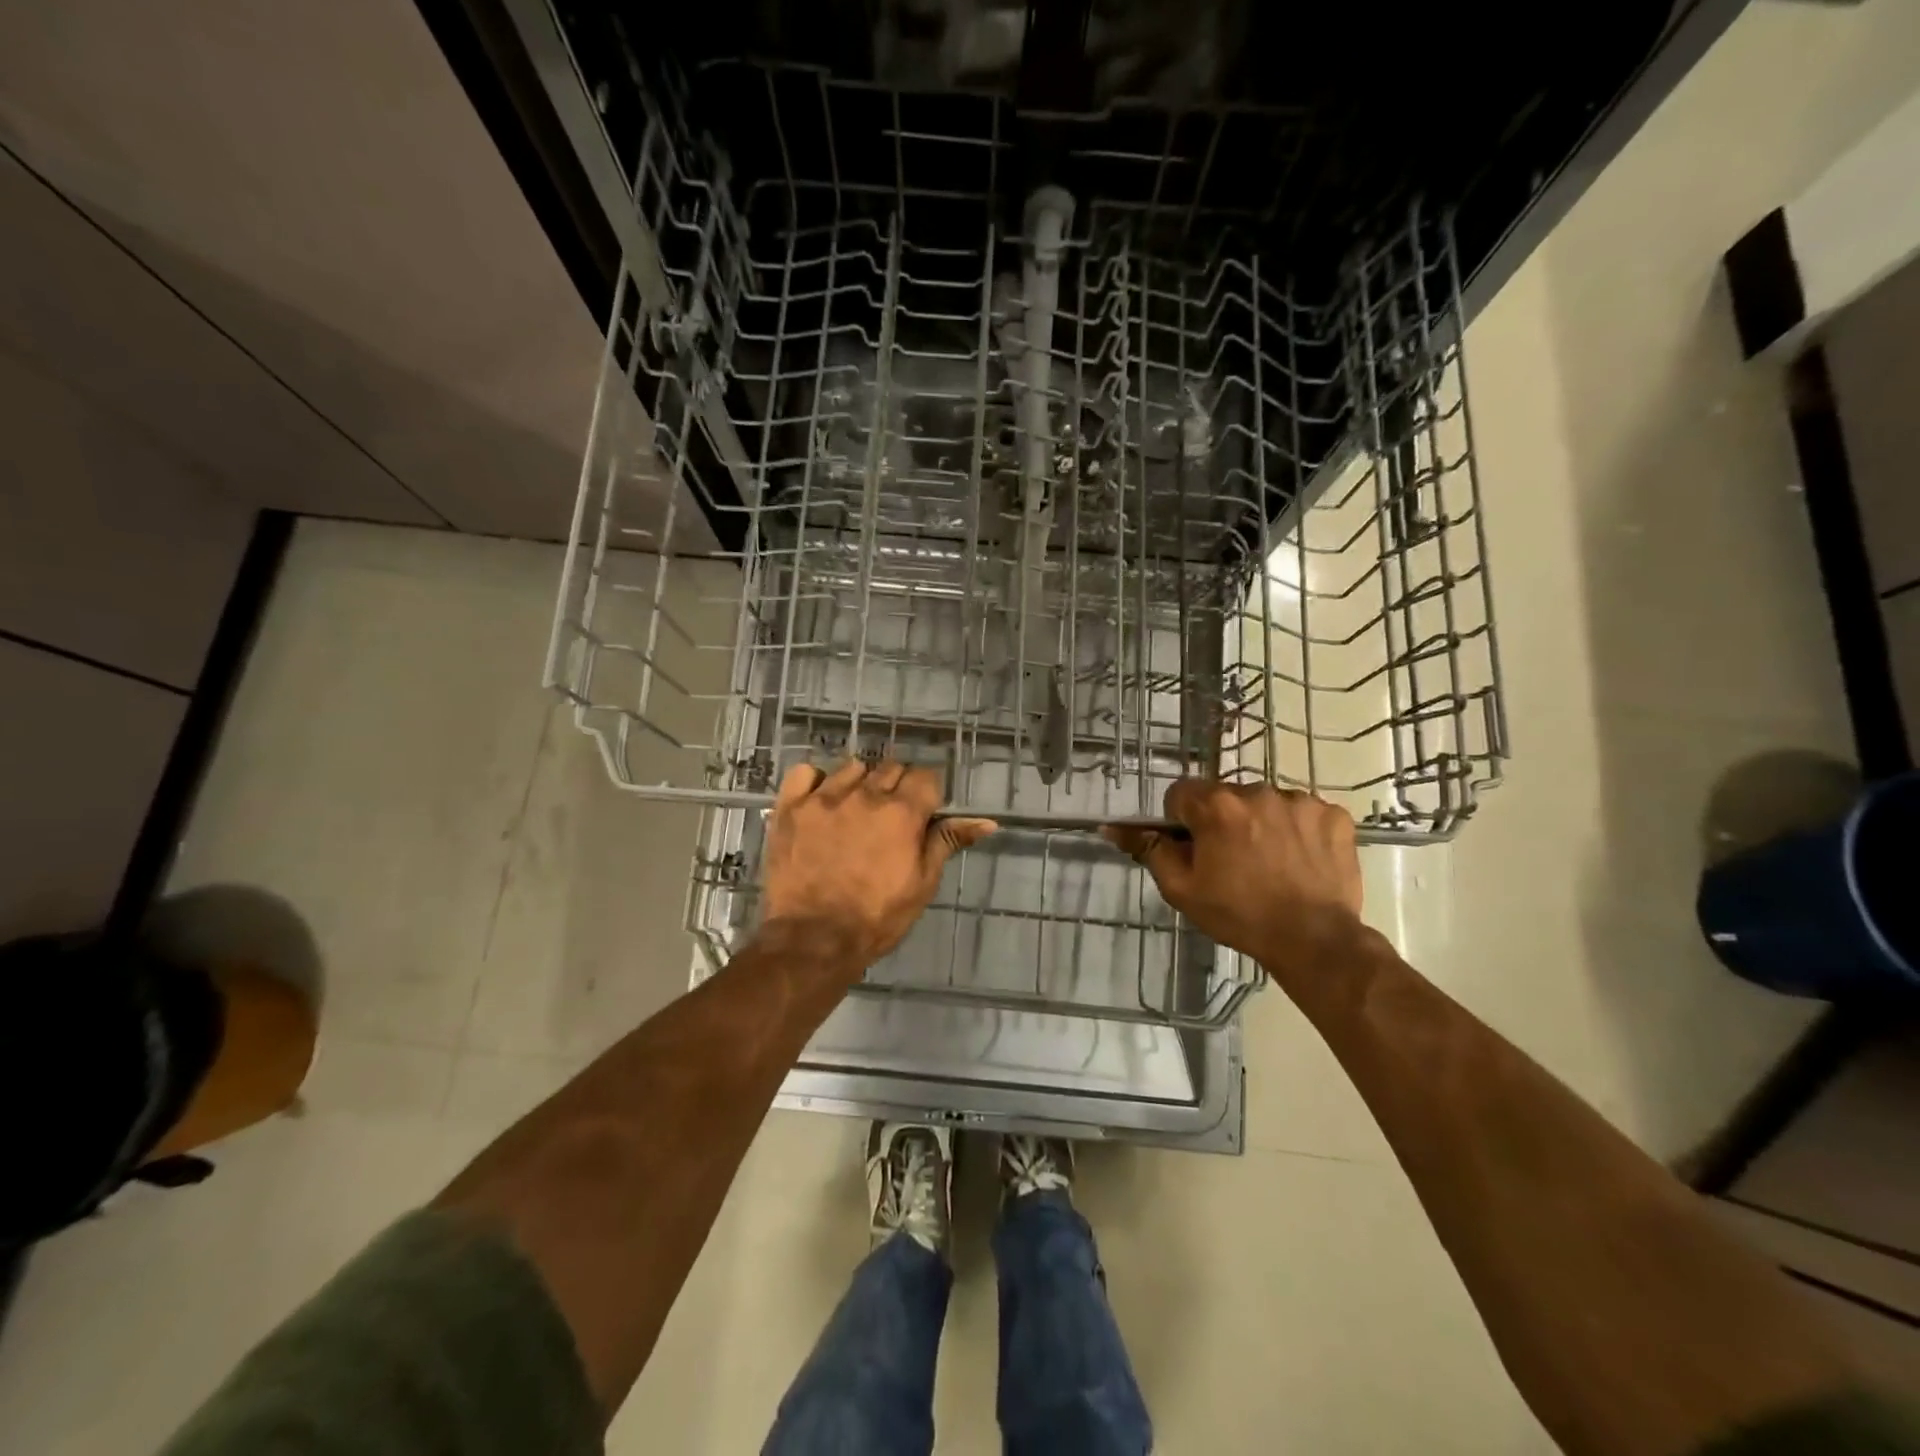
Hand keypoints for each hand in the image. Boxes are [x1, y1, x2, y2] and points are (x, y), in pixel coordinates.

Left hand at [758, 759, 996, 967]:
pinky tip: (821, 801)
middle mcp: (865, 795)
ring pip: (853, 767)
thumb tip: (986, 822)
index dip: (929, 794)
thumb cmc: (876, 918)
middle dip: (898, 787)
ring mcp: (824, 798)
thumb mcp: (922, 883)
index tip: (924, 813)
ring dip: (861, 782)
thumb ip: (948, 843)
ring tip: (857, 810)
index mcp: (902, 813)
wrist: (812, 940)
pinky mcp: (791, 807)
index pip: (927, 777)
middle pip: (891, 768)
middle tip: (892, 818)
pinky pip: (806, 773)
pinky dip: (816, 782)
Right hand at [1102, 781, 1363, 974]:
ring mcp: (1300, 801)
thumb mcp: (1181, 889)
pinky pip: (1303, 813)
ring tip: (1270, 864)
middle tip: (1233, 862)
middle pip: (1225, 797)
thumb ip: (1149, 850)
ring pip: (1264, 803)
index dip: (1182, 822)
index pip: (1181, 793)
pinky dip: (1298, 830)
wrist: (1314, 940)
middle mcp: (1257, 791)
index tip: (1195, 850)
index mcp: (1217, 806)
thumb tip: (1112, 827)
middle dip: (1223, 821)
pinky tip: (1300, 860)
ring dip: (1260, 823)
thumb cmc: (1240, 915)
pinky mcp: (1334, 814)